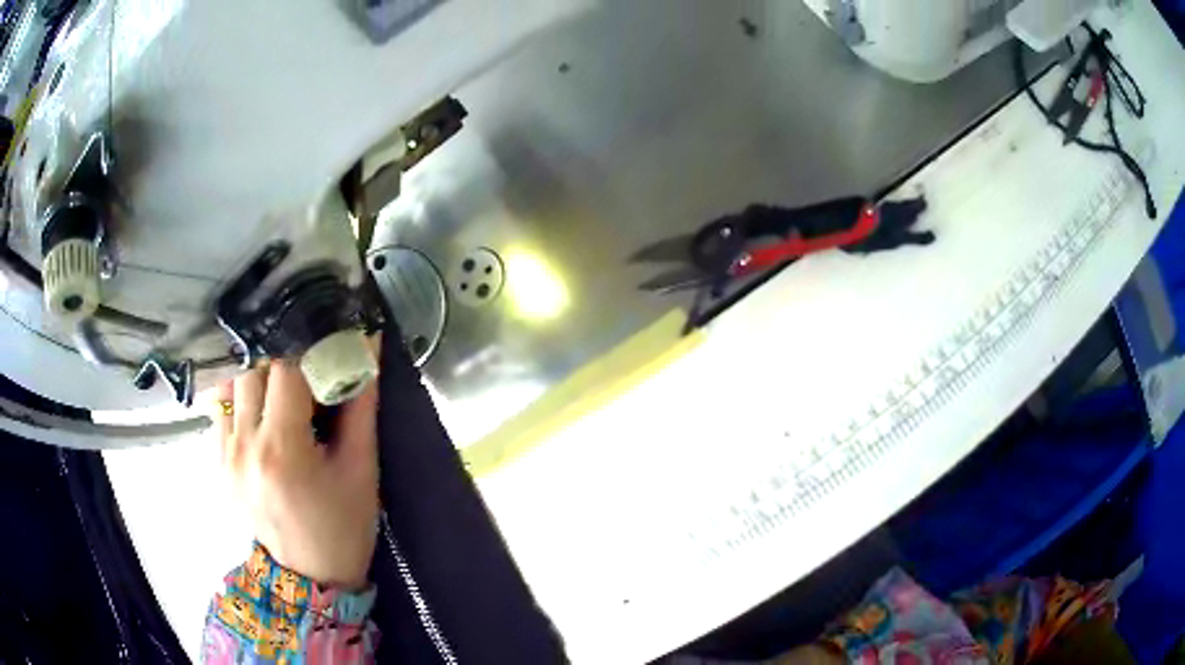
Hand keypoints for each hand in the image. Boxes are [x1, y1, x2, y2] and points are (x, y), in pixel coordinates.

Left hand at [212, 341, 380, 589]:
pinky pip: (222, 408)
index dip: (310, 349)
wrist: (309, 576)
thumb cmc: (343, 527)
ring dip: (259, 375)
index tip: (329, 347)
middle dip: (284, 359)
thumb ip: (361, 403)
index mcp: (281, 449)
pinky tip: (263, 410)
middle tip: (309, 367)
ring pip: (232, 382)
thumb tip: (369, 344)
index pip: (285, 368)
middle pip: (254, 368)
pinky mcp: (216, 462)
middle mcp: (242, 445)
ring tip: (284, 387)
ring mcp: (223, 454)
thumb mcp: (361, 468)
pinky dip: (242, 397)